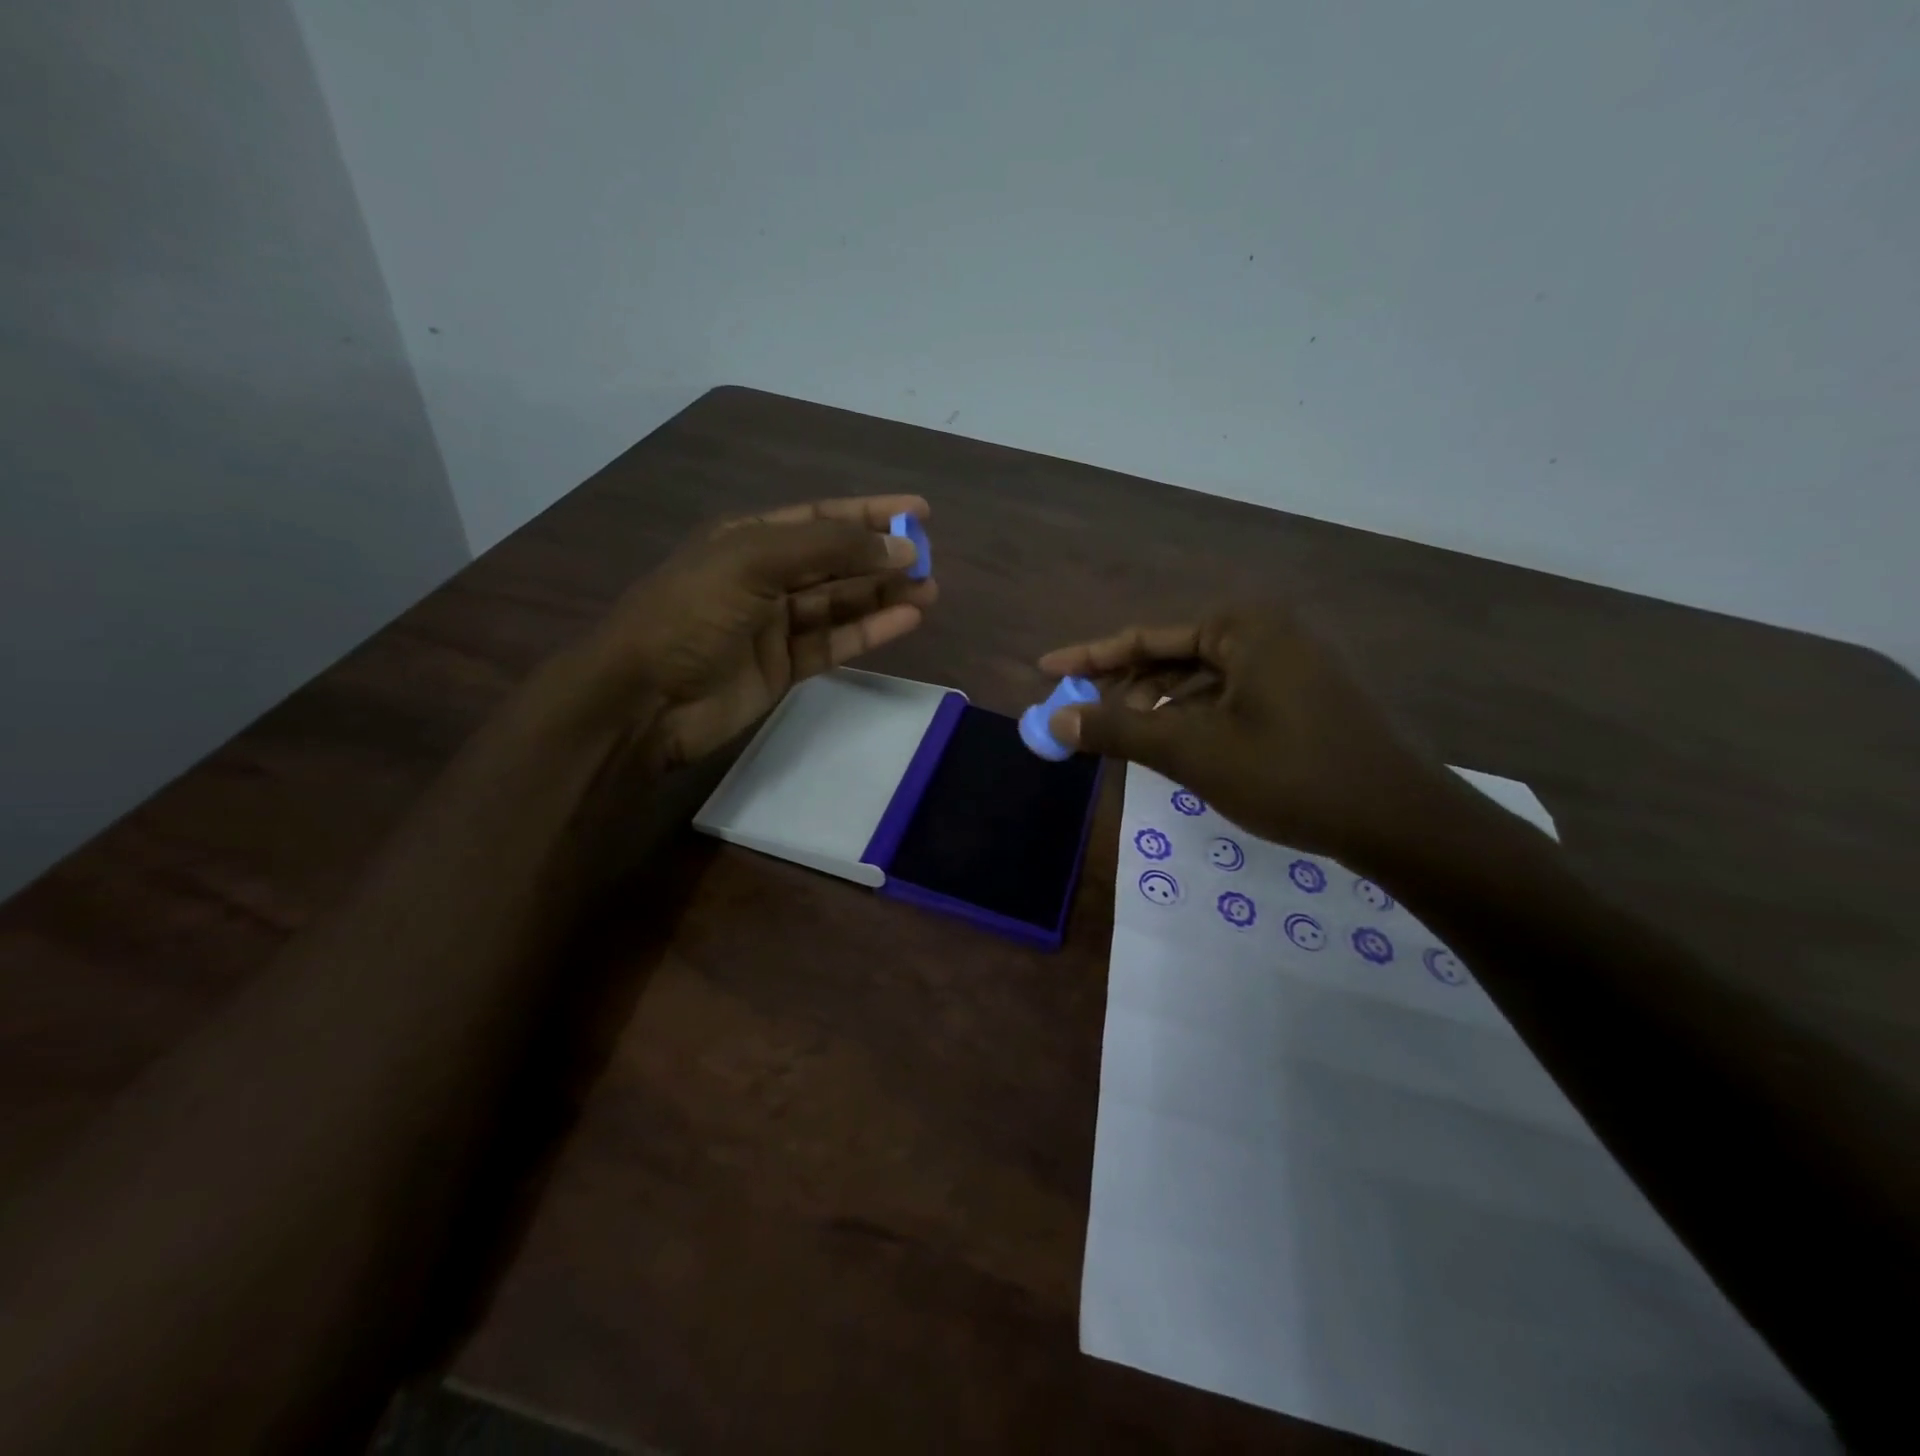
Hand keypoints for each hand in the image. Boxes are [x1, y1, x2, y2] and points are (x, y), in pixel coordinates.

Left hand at [558, 496, 935, 771]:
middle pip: (836, 560)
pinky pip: (835, 643)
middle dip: (882, 557)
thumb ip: (828, 549)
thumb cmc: (690, 614)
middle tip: (931, 560)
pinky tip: (906, 619)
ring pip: (841, 603)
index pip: (821, 517)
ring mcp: (775, 625)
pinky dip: (870, 631)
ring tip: (931, 590)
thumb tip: (899, 545)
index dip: (869, 512)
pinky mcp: (784, 667)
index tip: (919, 509)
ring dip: (884, 595)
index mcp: (749, 539)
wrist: (644, 700)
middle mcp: (765, 576)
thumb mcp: (753, 562)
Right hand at [1038, 606, 1442, 863]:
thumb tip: (1056, 722)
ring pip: (1201, 682)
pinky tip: (1172, 749)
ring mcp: (1291, 665)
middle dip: (1124, 689)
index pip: (1146, 637)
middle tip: (1081, 719)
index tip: (1046, 669)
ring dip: (1157, 709)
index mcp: (1243, 626)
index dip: (1090, 657)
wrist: (1400, 822)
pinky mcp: (1303, 698)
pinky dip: (1193, 721)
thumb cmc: (1290, 775)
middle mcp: (1268, 632)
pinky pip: (1229, 699)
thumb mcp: (1192, 752)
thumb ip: (1119, 731)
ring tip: (1120, 741)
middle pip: (1172, 657)